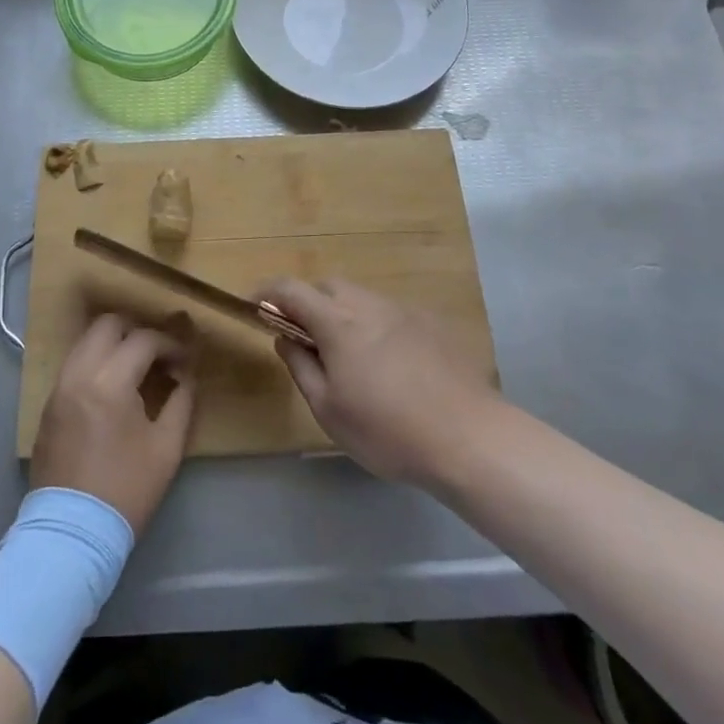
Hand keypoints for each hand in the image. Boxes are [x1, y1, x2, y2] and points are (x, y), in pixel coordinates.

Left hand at [31, 314, 197, 534]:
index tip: (185, 361)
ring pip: (86, 340)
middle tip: (158, 353)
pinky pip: (74, 363)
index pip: (144, 339)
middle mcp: (79, 373)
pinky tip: (113, 385)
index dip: (170, 344)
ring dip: (114, 343)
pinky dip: (96, 361)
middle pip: (108, 324)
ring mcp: (59, 387)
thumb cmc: (126, 490)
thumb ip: (182, 400)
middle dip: (137, 331)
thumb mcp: (167, 447)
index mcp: (109, 382)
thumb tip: (186, 374)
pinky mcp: (48, 404)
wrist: (71, 534)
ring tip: (137, 366)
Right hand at [262, 278, 496, 487]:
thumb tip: (285, 337)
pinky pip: (389, 313)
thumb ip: (301, 367)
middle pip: (328, 286)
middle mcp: (368, 304)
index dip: (267, 292)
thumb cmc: (387, 430)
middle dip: (308, 303)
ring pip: (361, 298)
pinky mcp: (431, 323)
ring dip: (343, 314)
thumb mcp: (329, 410)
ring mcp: (403, 310)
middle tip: (305, 339)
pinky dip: (374, 325)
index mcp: (337, 322)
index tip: (254, 305)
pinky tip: (389, 364)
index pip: (291, 289)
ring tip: (349, 357)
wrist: (469, 437)